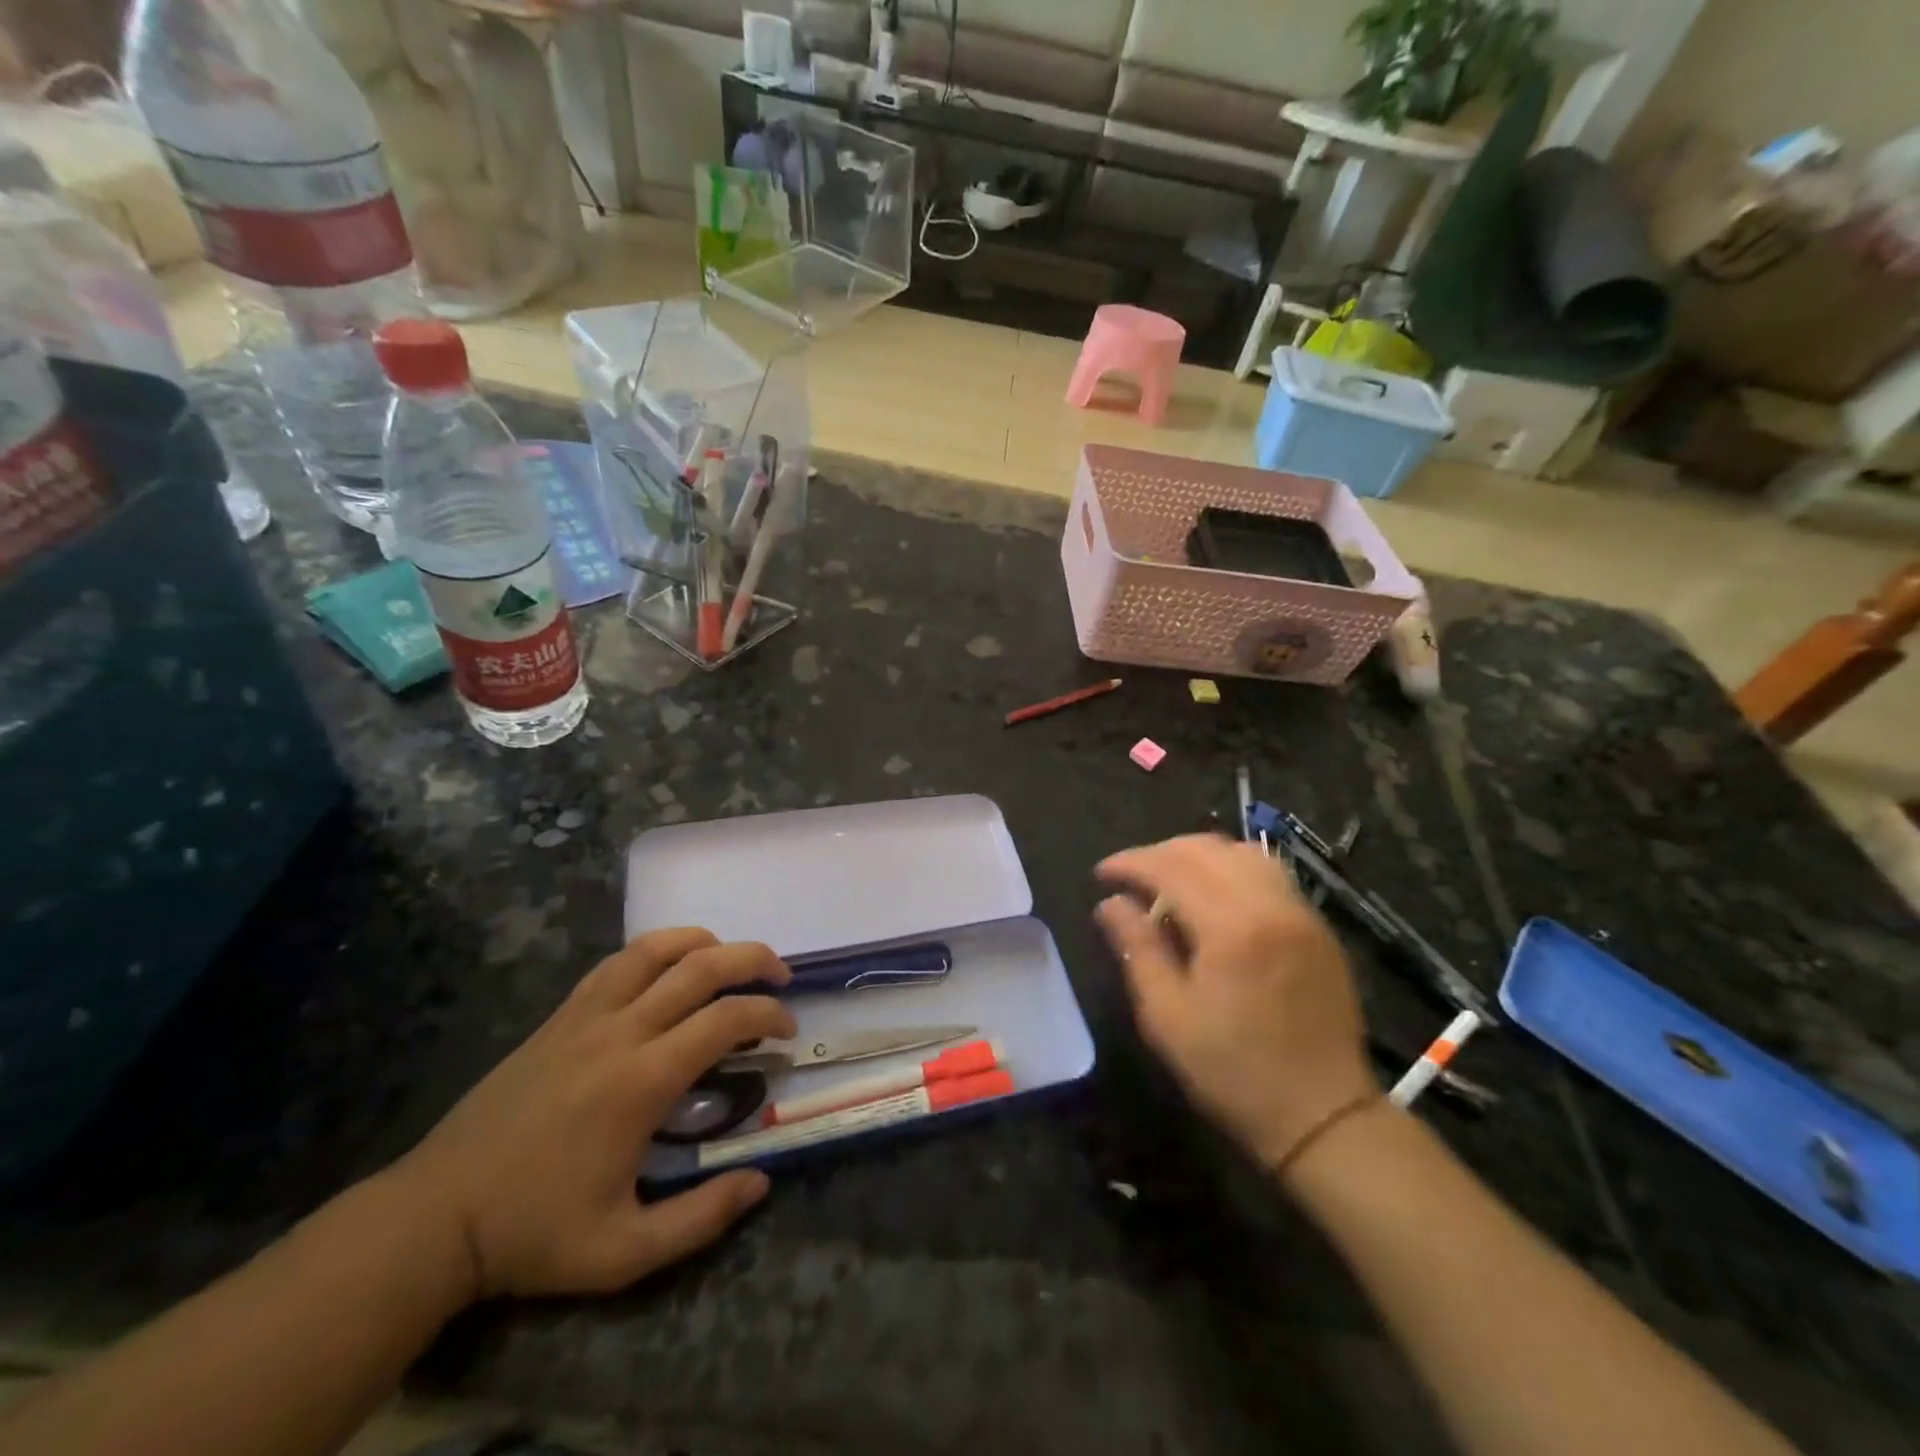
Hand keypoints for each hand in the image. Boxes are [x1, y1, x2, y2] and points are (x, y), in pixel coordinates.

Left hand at [390, 929, 795, 1300]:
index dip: (768, 1015)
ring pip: (655, 948)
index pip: (725, 1019)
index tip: (787, 1032)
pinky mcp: (559, 1016)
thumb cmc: (534, 1233)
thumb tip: (760, 1181)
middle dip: (752, 959)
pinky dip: (655, 952)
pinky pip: (616, 963)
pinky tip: (667, 972)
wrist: (435, 1217)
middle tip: (779, 977)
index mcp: (642, 1081)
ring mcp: (584, 1016)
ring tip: (728, 961)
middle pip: (700, 965)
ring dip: (703, 943)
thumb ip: (700, 1218)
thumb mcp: (623, 1252)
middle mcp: (619, 1032)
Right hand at [1096, 835, 1374, 1169]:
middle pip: (1207, 849)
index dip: (1130, 863)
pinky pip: (1271, 874)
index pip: (1171, 868)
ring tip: (1171, 880)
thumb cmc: (1233, 1072)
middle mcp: (1271, 905)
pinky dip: (1233, 869)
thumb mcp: (1167, 1017)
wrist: (1324, 1116)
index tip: (1101, 875)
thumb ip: (1138, 948)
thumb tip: (1109, 904)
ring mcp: (1301, 913)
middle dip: (1161, 853)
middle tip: (1131, 877)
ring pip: (1243, 853)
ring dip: (1199, 855)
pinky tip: (1215, 898)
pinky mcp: (1318, 927)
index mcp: (1231, 928)